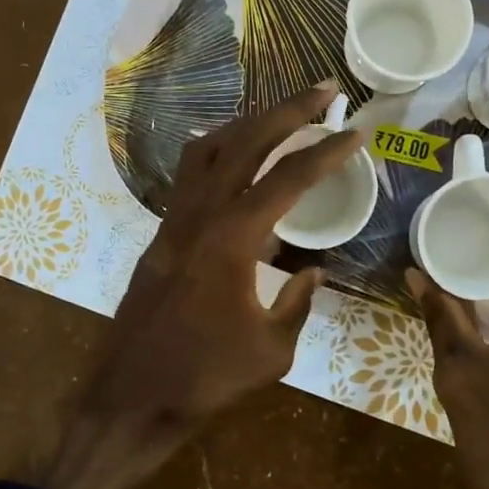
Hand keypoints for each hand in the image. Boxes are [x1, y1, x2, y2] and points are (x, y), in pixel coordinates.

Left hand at [29, 83, 364, 488]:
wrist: (132, 397)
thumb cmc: (205, 378)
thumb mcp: (272, 349)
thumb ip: (297, 303)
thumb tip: (311, 273)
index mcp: (233, 238)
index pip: (289, 179)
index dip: (327, 151)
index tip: (356, 131)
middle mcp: (200, 215)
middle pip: (246, 141)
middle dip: (288, 109)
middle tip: (324, 91)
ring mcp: (174, 221)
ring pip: (209, 149)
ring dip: (248, 123)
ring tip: (282, 115)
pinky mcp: (161, 236)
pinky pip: (190, 176)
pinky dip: (219, 154)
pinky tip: (238, 165)